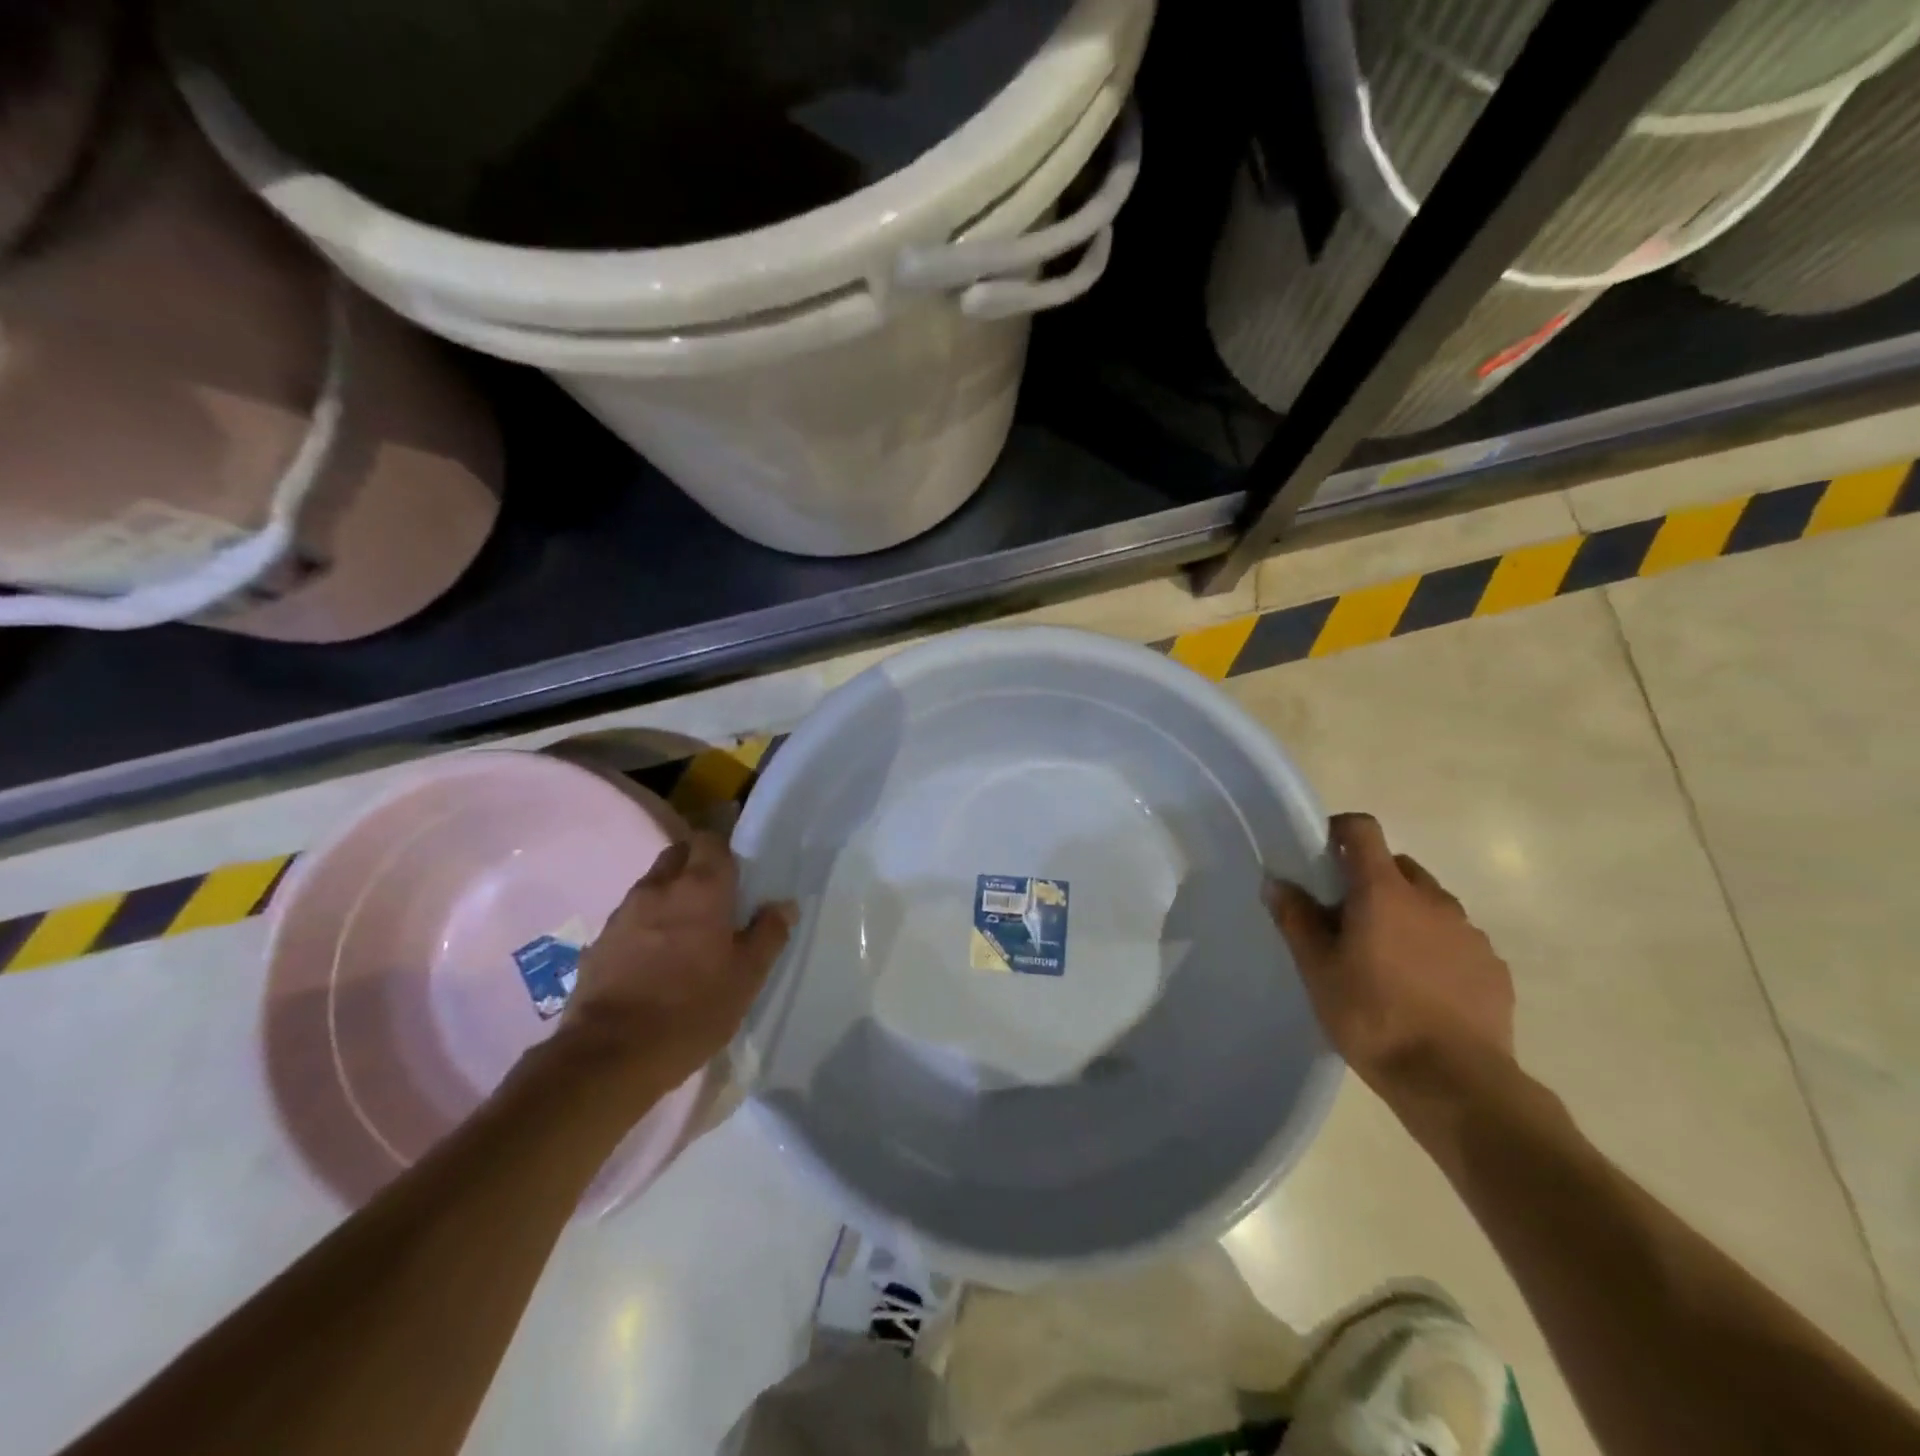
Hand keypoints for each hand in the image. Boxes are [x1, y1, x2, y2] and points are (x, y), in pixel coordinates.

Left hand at [556, 832, 795, 1104]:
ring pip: (652, 885)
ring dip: (670, 896)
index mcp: (701, 887)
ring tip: (686, 933)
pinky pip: (630, 918)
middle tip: (716, 898)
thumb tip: (783, 905)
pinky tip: (655, 959)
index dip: (725, 850)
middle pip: (678, 854)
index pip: (711, 840)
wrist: (610, 1055)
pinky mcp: (599, 942)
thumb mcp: (747, 977)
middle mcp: (659, 888)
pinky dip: (646, 925)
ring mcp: (623, 913)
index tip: (738, 874)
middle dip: (696, 865)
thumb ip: (769, 934)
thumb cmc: (692, 1009)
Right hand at [1265, 813, 1514, 1107]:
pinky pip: (1458, 939)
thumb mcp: (1317, 970)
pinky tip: (1423, 986)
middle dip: (1371, 879)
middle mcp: (1432, 900)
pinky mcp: (1494, 967)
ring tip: (1386, 957)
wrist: (1456, 1083)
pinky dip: (1436, 946)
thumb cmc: (1373, 1017)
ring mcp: (1470, 933)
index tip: (1321, 853)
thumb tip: (1278, 882)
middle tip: (1347, 917)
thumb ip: (1297, 919)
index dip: (1340, 830)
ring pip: (1431, 903)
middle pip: (1398, 866)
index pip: (1363, 830)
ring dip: (1406, 913)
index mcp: (1384, 891)